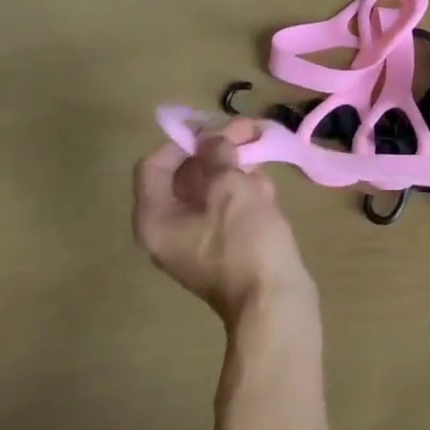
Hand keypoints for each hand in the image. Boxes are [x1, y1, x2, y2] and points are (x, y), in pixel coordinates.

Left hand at [134, 123, 314, 326]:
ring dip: (235, 171)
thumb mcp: (231, 188)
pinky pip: (227, 213)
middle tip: (249, 131)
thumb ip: (218, 155)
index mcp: (156, 218)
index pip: (155, 165)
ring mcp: (198, 243)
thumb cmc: (246, 243)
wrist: (275, 304)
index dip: (183, 140)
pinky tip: (266, 188)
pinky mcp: (226, 251)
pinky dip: (243, 195)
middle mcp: (169, 230)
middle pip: (185, 177)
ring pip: (210, 193)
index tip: (216, 126)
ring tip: (262, 157)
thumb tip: (214, 139)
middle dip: (217, 151)